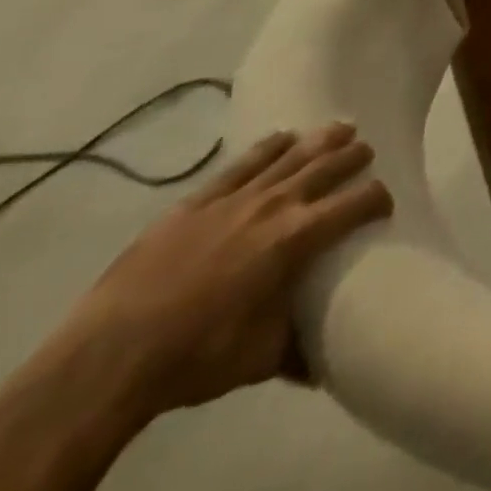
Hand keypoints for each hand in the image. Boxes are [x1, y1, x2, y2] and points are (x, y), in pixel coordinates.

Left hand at [62, 124, 393, 416]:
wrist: (105, 362)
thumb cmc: (193, 358)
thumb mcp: (258, 359)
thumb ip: (298, 347)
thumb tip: (324, 361)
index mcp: (300, 237)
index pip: (359, 202)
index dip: (379, 199)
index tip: (385, 205)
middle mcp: (277, 205)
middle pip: (331, 165)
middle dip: (356, 156)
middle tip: (367, 154)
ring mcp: (235, 198)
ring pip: (292, 153)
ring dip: (323, 139)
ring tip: (342, 128)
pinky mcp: (197, 201)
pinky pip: (243, 162)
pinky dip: (269, 146)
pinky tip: (282, 138)